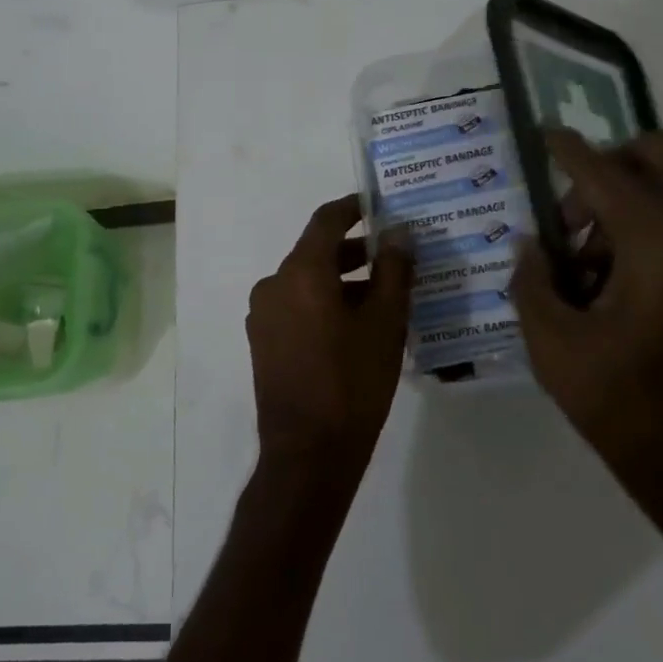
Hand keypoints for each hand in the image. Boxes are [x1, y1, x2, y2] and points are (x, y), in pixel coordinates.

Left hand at [247, 195, 415, 478]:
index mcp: (300, 272)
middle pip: (316, 252)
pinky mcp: (263, 341)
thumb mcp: (385, 322)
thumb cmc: (353, 382)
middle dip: (355, 250)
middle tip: (394, 256)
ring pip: (306, 281)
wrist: (308, 454)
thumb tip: (400, 232)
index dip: (354, 208)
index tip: (380, 207)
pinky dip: (323, 302)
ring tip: (383, 294)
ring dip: (341, 280)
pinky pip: (296, 306)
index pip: (326, 220)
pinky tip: (354, 325)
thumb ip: (394, 270)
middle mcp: (273, 284)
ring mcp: (263, 315)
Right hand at [510, 129, 662, 515]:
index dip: (568, 149)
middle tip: (570, 221)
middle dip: (605, 169)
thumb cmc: (628, 409)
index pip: (606, 172)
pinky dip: (653, 229)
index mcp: (662, 245)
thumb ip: (532, 281)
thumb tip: (532, 244)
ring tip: (591, 270)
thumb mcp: (554, 347)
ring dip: (627, 206)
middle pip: (656, 156)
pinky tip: (623, 286)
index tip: (543, 133)